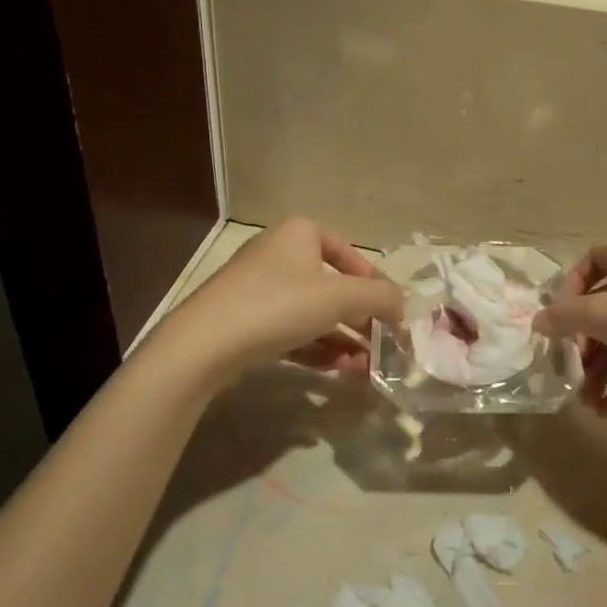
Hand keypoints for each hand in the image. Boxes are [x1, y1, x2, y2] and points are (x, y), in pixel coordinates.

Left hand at [153, 218, 404, 383]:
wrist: (204, 344)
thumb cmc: (278, 305)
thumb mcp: (340, 297)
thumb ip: (380, 297)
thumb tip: (401, 305)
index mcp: (299, 234)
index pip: (347, 252)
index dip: (372, 282)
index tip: (388, 311)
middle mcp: (278, 254)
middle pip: (332, 287)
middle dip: (360, 320)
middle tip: (382, 348)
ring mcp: (258, 289)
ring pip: (313, 314)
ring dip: (343, 340)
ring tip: (366, 370)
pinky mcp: (245, 322)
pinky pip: (291, 331)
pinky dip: (318, 348)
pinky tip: (339, 372)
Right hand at [534, 239, 606, 414]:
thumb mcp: (606, 317)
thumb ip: (565, 318)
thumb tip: (536, 321)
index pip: (591, 261)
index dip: (570, 289)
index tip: (559, 321)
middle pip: (606, 307)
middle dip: (584, 342)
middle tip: (569, 369)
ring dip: (602, 370)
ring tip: (586, 403)